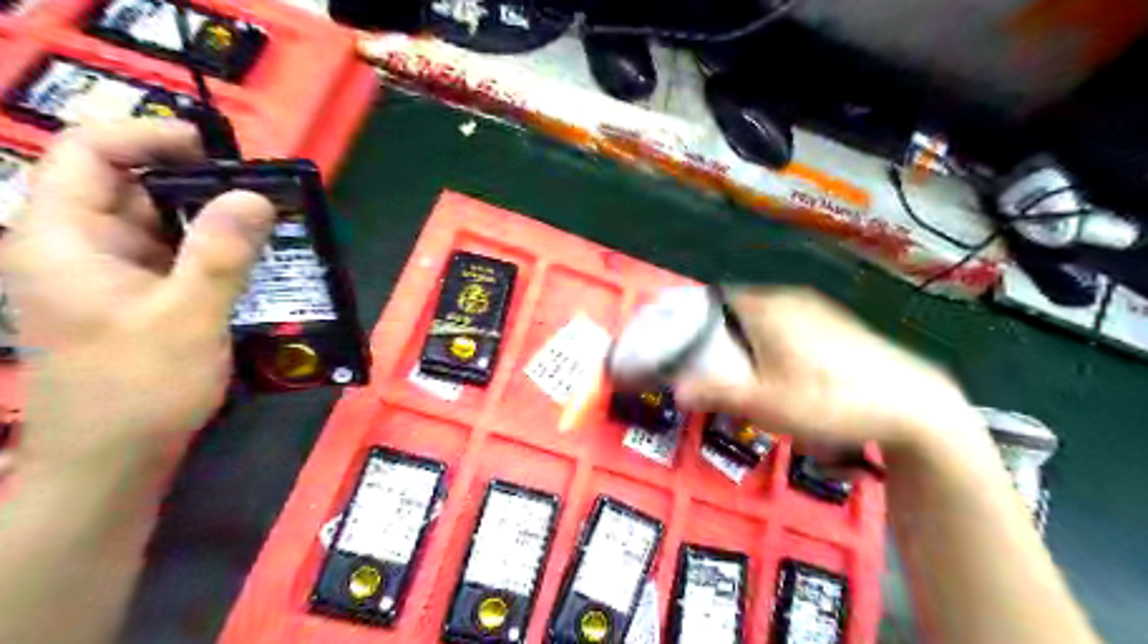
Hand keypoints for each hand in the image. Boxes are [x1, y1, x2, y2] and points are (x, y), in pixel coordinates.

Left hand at [1, 120, 275, 462]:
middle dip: (197, 183)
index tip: (218, 149)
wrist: (112, 459)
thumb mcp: (188, 316)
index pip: (89, 152)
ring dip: (210, 220)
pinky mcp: (132, 296)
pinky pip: (171, 256)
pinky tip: (251, 261)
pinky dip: (209, 251)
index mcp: (63, 237)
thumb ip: (222, 252)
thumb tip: (255, 195)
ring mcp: (105, 273)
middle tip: (261, 193)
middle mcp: (75, 246)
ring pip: (157, 223)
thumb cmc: (139, 387)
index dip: (149, 136)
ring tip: (268, 225)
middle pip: (129, 186)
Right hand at [673, 287, 981, 452]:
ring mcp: (817, 308)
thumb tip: (676, 389)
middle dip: (724, 340)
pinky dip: (778, 345)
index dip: (694, 323)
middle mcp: (788, 298)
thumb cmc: (828, 400)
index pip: (713, 300)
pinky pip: (790, 326)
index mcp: (765, 307)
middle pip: (738, 311)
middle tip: (722, 375)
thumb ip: (716, 391)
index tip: (687, 352)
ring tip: (756, 381)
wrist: (914, 406)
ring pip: (765, 319)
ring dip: (751, 345)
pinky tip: (793, 377)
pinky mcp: (837, 323)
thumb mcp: (765, 403)